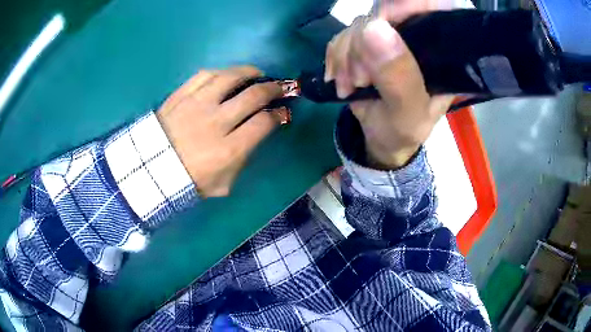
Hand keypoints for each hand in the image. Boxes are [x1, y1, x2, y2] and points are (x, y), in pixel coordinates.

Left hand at [156, 66, 283, 196]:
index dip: (278, 114)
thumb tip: (254, 136)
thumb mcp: (223, 184)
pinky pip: (205, 75)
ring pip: (230, 77)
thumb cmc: (189, 181)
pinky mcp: (181, 95)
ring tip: (256, 74)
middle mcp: (216, 122)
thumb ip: (242, 161)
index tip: (281, 112)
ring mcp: (197, 104)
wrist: (152, 171)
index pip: (264, 123)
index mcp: (229, 149)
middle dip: (272, 89)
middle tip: (277, 88)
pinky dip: (221, 72)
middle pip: (253, 95)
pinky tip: (228, 75)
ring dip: (249, 72)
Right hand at [325, 10, 453, 168]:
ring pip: (359, 24)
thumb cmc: (404, 130)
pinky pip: (343, 35)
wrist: (382, 138)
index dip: (404, 7)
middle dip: (362, 44)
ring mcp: (389, 38)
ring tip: (350, 85)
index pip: (430, 7)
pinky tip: (339, 79)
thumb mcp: (407, 114)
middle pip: (384, 13)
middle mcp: (416, 37)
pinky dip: (335, 57)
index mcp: (440, 52)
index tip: (380, 28)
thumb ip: (399, 78)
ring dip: (345, 55)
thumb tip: (373, 28)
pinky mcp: (367, 43)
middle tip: (360, 79)